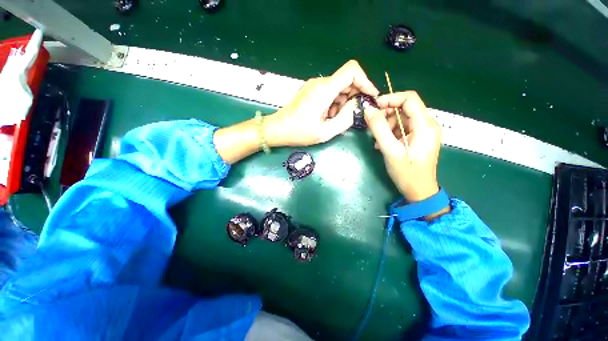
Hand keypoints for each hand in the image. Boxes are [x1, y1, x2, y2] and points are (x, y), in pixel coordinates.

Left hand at [264, 60, 378, 146]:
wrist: (277, 129)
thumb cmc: (299, 132)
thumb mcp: (325, 131)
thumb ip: (345, 119)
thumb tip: (358, 106)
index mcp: (324, 90)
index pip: (352, 70)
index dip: (365, 81)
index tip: (370, 96)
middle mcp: (320, 83)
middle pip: (347, 80)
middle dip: (354, 96)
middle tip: (353, 114)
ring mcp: (315, 86)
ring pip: (339, 88)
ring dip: (343, 103)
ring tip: (335, 120)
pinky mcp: (311, 92)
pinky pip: (330, 93)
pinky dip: (335, 104)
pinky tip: (328, 117)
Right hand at [364, 91, 441, 202]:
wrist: (419, 191)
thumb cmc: (407, 173)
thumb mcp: (390, 151)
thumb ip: (379, 129)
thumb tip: (368, 110)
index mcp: (425, 125)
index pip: (409, 99)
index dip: (390, 99)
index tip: (373, 108)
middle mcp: (428, 124)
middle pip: (405, 108)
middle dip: (386, 114)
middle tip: (373, 126)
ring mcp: (424, 132)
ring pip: (402, 118)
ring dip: (387, 125)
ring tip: (378, 140)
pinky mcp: (419, 138)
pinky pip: (403, 128)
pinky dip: (391, 132)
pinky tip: (383, 144)